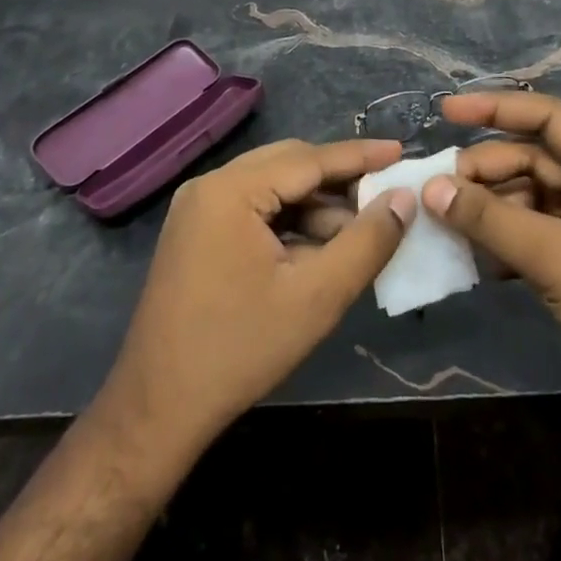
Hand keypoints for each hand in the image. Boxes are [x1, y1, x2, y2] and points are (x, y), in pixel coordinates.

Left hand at [98, 138, 414, 462]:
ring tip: (355, 237)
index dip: (359, 155)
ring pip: (273, 187)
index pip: (308, 159)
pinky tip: (317, 251)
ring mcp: (198, 208)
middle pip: (289, 165)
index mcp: (231, 190)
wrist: (157, 410)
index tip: (401, 150)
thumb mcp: (317, 297)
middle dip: (338, 181)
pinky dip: (289, 223)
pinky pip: (254, 209)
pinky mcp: (196, 232)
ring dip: (315, 206)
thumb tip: (403, 199)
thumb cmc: (240, 350)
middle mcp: (210, 186)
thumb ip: (366, 242)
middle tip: (384, 196)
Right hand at [425, 92, 560, 467]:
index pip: (548, 117)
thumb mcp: (555, 258)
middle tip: (438, 191)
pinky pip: (536, 230)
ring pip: (531, 195)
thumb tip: (431, 188)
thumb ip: (490, 218)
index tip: (446, 111)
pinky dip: (505, 237)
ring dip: (490, 207)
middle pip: (534, 157)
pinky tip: (473, 254)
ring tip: (447, 221)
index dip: (494, 108)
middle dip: (486, 170)